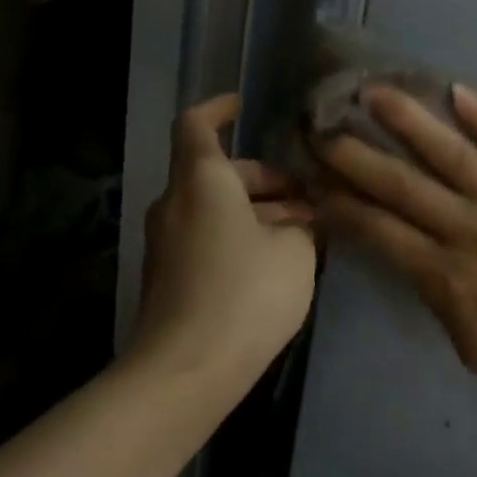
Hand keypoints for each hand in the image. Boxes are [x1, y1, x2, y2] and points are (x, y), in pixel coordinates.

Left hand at [133, 95, 317, 395]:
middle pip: (216, 172)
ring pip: (215, 207)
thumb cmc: (244, 293)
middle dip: (263, 178)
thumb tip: (296, 225)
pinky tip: (276, 262)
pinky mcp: (169, 276)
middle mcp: (176, 203)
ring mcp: (167, 242)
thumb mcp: (295, 253)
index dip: (218, 108)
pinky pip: (207, 237)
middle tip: (308, 196)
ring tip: (304, 231)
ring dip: (256, 210)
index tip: (243, 105)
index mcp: (202, 180)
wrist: (185, 372)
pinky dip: (239, 236)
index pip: (197, 124)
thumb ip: (301, 227)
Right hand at [318, 85, 476, 424]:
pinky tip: (457, 91)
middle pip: (403, 185)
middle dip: (357, 156)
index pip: (379, 230)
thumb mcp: (468, 347)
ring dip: (410, 120)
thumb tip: (408, 250)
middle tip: (323, 128)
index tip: (314, 181)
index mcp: (448, 277)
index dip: (341, 204)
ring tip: (376, 92)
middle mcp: (473, 229)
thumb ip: (434, 294)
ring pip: (452, 152)